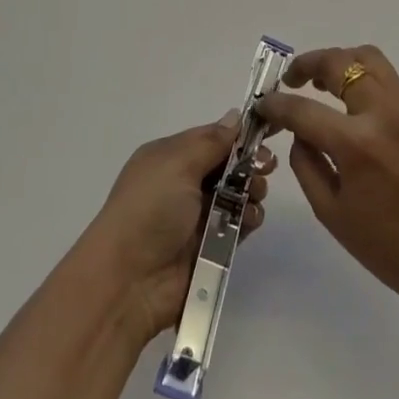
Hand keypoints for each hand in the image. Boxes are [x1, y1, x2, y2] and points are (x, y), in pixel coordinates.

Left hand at [81, 114, 272, 348]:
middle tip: (266, 166)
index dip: (238, 134)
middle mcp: (183, 183)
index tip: (269, 130)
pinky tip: (250, 219)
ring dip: (252, 190)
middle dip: (250, 162)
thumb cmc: (150, 210)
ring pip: (239, 193)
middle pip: (228, 164)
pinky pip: (240, 223)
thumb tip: (234, 116)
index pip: (211, 137)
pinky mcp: (212, 245)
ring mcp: (198, 215)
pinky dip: (249, 218)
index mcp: (169, 157)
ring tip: (255, 195)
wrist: (129, 282)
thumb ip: (211, 141)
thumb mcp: (176, 164)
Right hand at [258, 46, 398, 325]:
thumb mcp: (332, 214)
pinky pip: (392, 87)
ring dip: (341, 64)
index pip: (303, 109)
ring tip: (324, 85)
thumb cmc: (391, 250)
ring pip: (371, 60)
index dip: (276, 104)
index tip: (263, 104)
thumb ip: (307, 164)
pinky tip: (361, 118)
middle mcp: (386, 114)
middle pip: (341, 62)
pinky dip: (367, 88)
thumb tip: (300, 132)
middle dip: (309, 64)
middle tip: (293, 79)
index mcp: (358, 144)